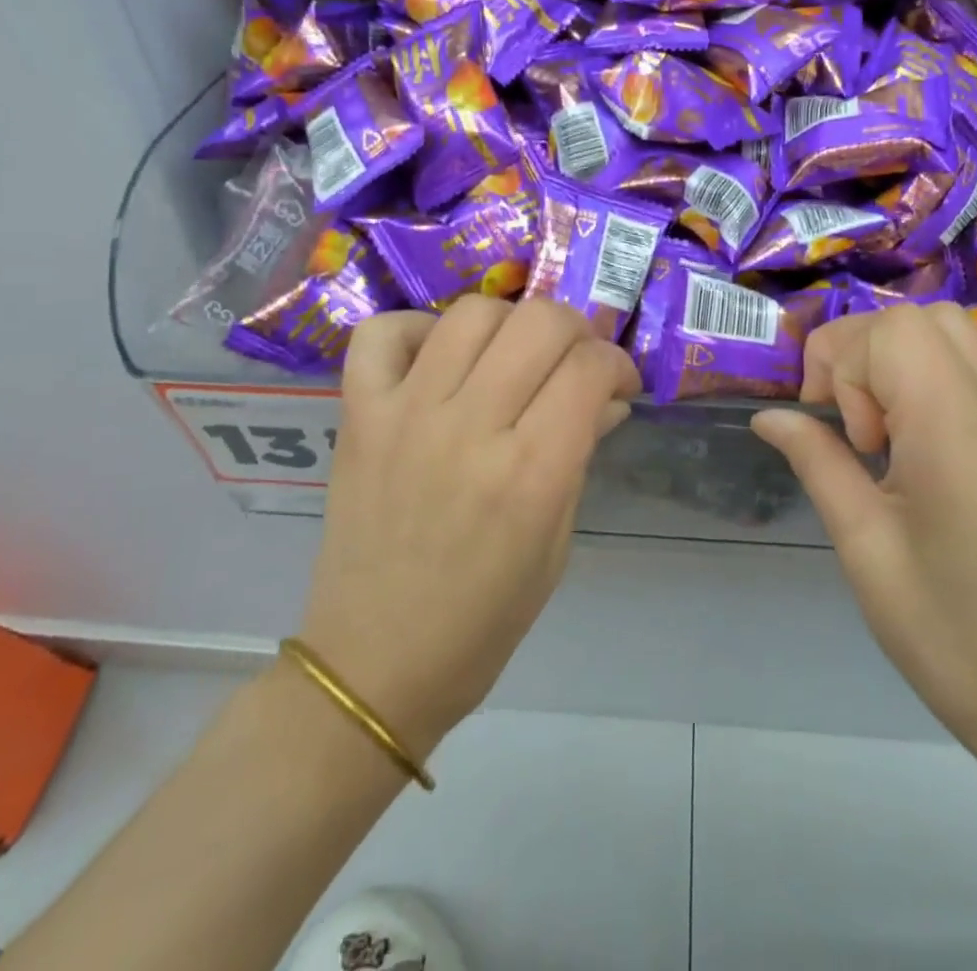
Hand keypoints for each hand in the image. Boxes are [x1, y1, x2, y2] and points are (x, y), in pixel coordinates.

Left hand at [297, 297, 639, 754]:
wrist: (373, 663)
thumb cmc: (483, 619)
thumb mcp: (556, 545)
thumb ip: (581, 456)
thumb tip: (608, 398)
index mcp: (531, 474)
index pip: (590, 368)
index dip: (617, 364)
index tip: (617, 385)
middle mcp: (471, 429)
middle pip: (539, 322)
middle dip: (575, 329)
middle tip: (573, 362)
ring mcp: (407, 415)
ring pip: (471, 313)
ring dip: (509, 323)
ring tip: (510, 356)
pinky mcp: (359, 416)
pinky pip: (382, 333)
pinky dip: (416, 329)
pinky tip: (437, 359)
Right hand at [751, 304, 976, 750]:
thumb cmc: (937, 623)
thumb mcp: (860, 541)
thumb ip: (815, 460)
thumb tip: (768, 416)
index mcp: (952, 428)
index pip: (891, 333)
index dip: (842, 365)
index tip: (836, 430)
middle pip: (916, 318)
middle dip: (861, 353)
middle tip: (849, 425)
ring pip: (950, 327)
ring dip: (896, 353)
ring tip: (880, 418)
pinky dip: (935, 362)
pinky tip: (915, 416)